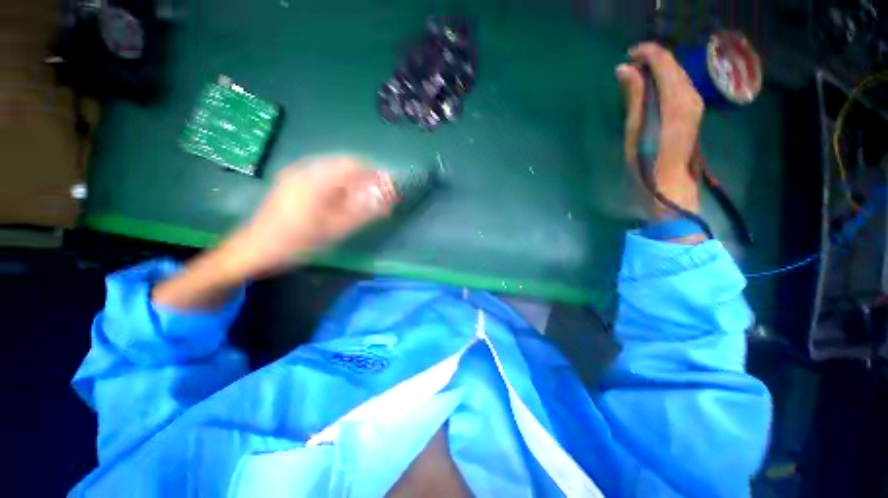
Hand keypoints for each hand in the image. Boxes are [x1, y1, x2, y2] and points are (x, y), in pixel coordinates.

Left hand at [228, 155, 390, 276]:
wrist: (255, 249)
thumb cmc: (296, 243)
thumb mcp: (334, 230)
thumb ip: (364, 212)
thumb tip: (388, 200)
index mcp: (315, 179)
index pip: (354, 165)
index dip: (374, 175)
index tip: (387, 190)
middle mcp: (305, 169)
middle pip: (345, 164)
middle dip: (365, 178)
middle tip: (377, 198)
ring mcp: (297, 173)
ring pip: (335, 169)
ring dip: (353, 182)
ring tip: (363, 201)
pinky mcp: (294, 180)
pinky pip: (324, 175)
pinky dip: (340, 185)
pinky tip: (343, 201)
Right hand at [616, 42, 703, 217]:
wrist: (669, 185)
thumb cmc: (645, 162)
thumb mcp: (634, 130)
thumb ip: (633, 96)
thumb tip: (624, 68)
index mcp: (674, 100)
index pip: (663, 61)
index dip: (645, 52)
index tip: (626, 56)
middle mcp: (690, 96)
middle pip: (672, 65)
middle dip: (651, 61)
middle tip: (627, 69)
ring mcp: (695, 103)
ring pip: (677, 74)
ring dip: (657, 71)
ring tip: (636, 79)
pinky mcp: (693, 112)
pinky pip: (680, 86)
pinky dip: (664, 82)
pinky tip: (651, 91)